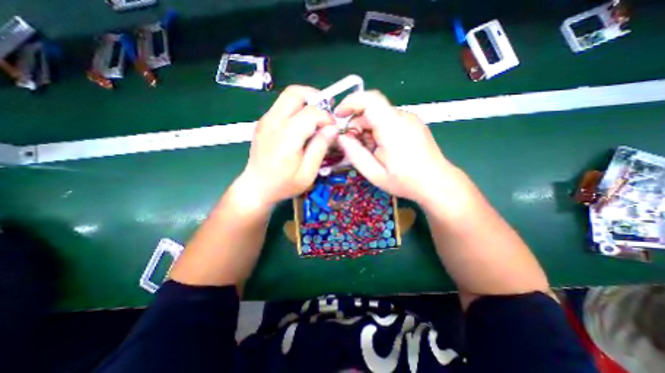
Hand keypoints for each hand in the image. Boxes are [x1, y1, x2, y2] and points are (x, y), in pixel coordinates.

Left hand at [238, 84, 337, 206]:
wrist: (256, 188)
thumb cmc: (283, 184)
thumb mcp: (307, 173)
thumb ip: (320, 148)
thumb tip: (332, 128)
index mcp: (287, 137)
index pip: (311, 112)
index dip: (327, 117)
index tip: (333, 129)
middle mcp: (274, 122)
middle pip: (295, 92)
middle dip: (315, 97)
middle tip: (327, 111)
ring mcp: (266, 120)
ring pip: (288, 96)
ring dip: (306, 101)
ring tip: (317, 117)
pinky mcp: (264, 122)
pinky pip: (282, 106)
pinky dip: (297, 108)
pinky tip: (303, 124)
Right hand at [336, 92, 460, 205]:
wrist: (437, 183)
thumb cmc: (406, 181)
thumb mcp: (374, 174)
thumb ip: (355, 154)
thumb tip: (341, 138)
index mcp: (392, 128)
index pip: (369, 100)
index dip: (350, 102)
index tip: (338, 116)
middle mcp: (402, 117)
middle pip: (372, 109)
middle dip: (357, 124)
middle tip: (353, 145)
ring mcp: (410, 119)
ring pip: (379, 115)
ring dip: (367, 129)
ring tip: (369, 150)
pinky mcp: (413, 124)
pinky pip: (389, 120)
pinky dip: (378, 130)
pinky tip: (381, 148)